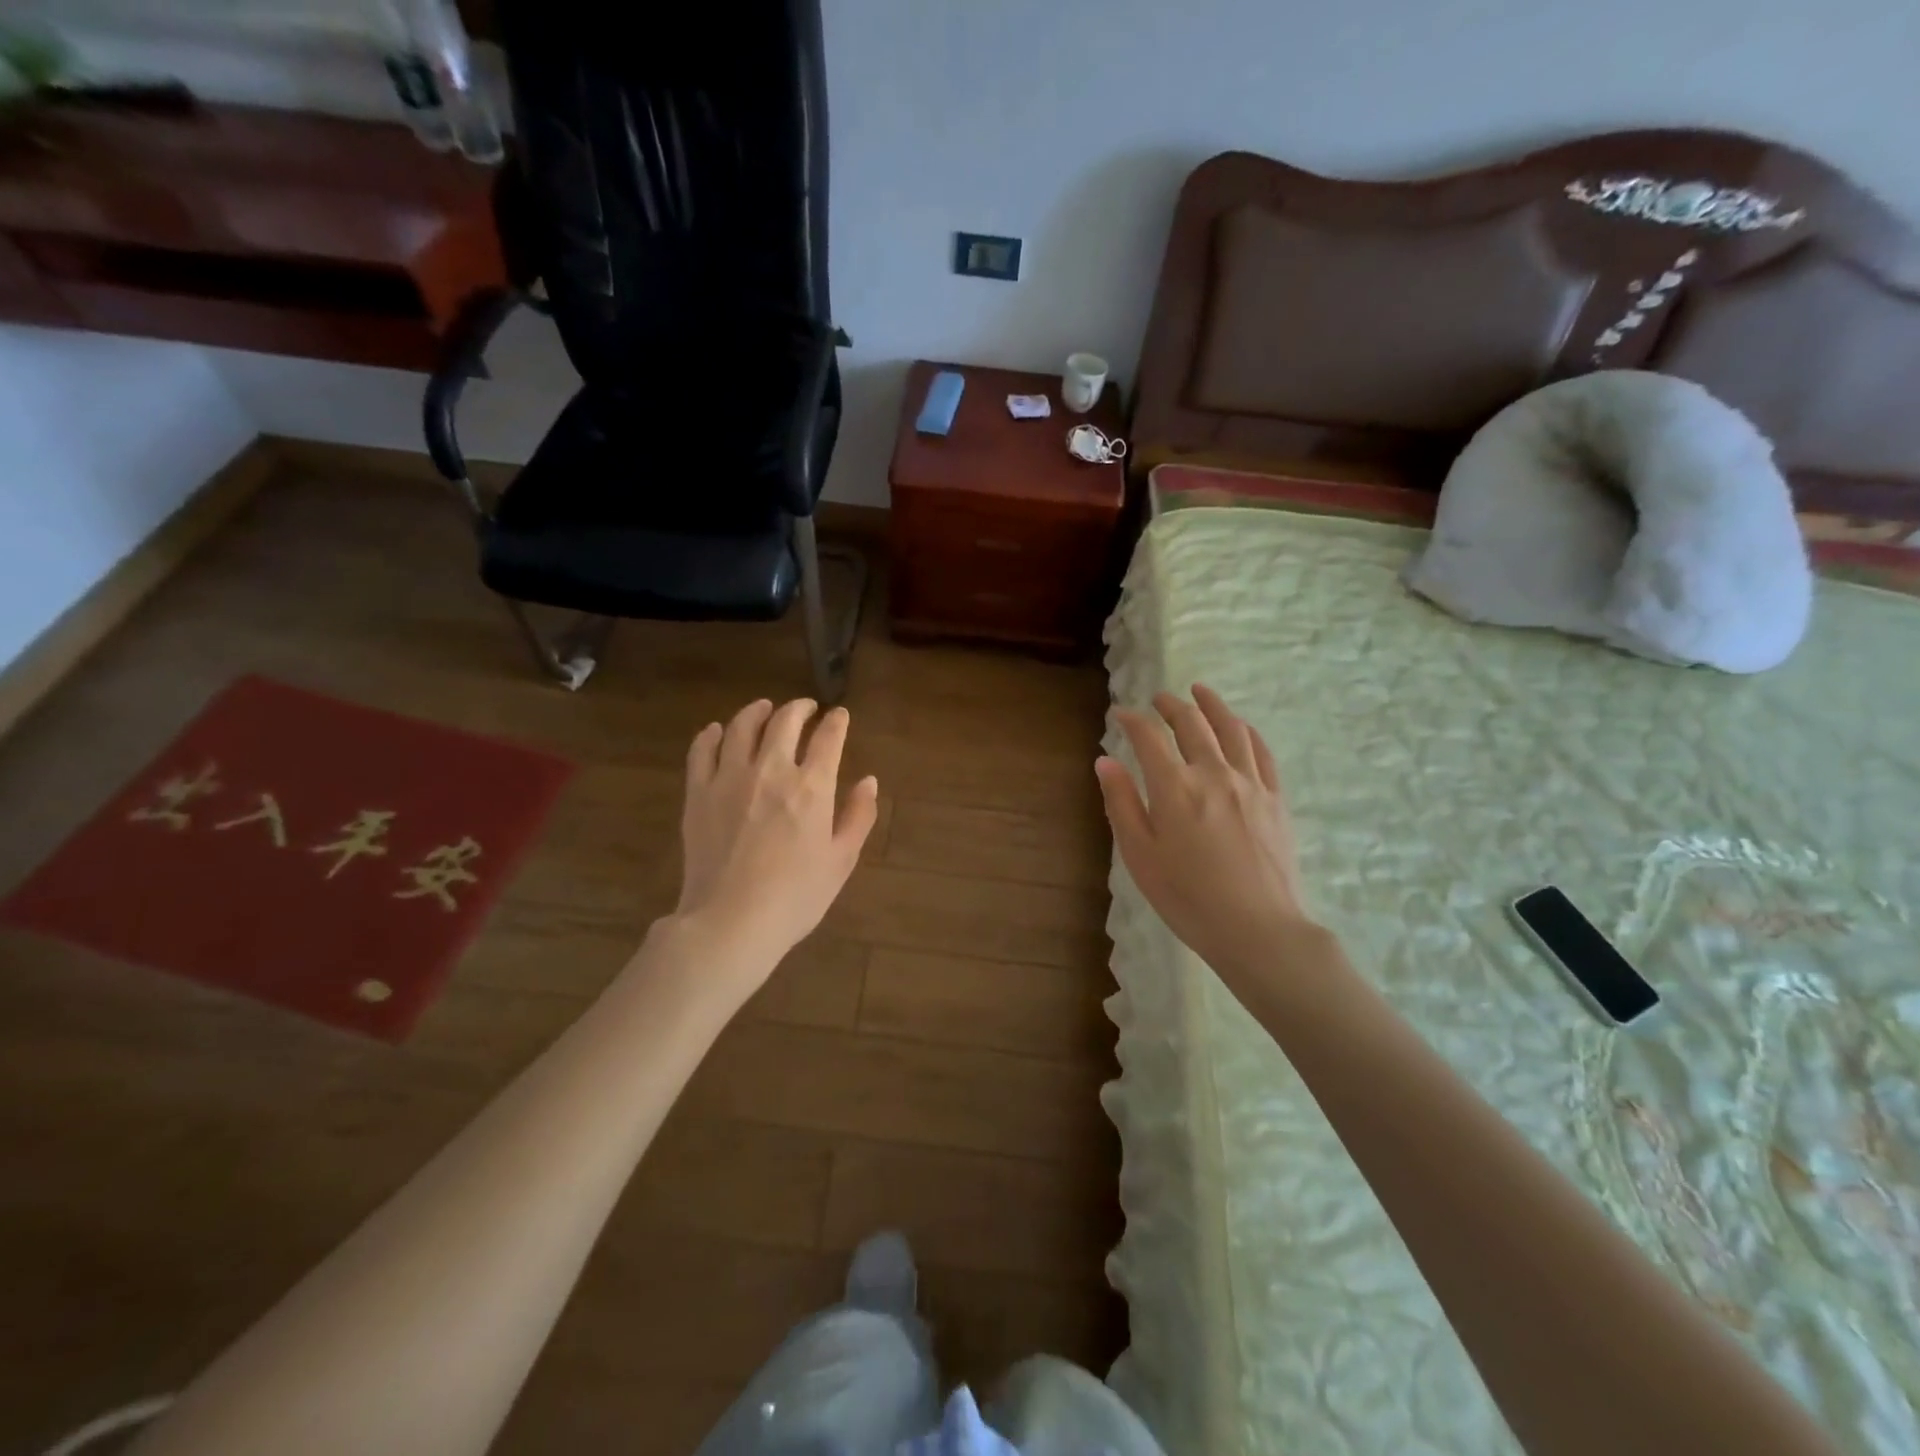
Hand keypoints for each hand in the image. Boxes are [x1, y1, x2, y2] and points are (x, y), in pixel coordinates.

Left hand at [671, 698, 879, 985]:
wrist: (731, 921)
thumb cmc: (796, 897)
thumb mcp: (841, 860)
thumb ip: (858, 816)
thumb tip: (868, 781)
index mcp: (812, 787)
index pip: (828, 738)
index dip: (837, 722)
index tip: (839, 716)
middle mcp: (771, 770)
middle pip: (785, 721)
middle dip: (800, 708)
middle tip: (806, 708)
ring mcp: (730, 778)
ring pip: (741, 726)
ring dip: (757, 711)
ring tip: (764, 708)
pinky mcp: (698, 793)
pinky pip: (702, 750)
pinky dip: (712, 734)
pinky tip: (718, 731)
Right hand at [1096, 685, 1317, 983]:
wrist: (1258, 929)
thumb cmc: (1187, 898)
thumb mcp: (1139, 855)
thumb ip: (1121, 803)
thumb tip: (1105, 761)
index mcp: (1174, 787)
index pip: (1149, 738)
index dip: (1132, 720)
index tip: (1120, 714)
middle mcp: (1213, 773)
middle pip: (1191, 724)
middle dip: (1170, 706)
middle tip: (1158, 699)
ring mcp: (1250, 784)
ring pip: (1231, 729)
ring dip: (1212, 705)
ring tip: (1200, 691)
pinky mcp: (1275, 799)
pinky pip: (1262, 752)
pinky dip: (1247, 731)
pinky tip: (1240, 727)